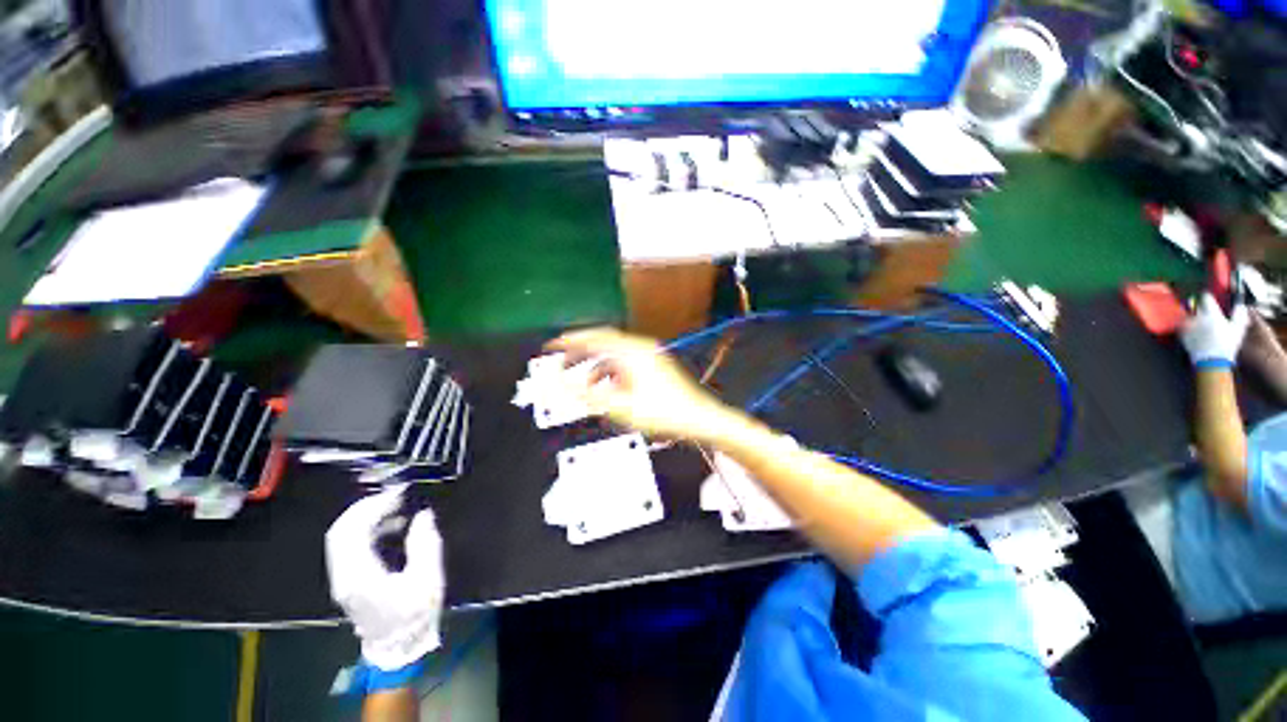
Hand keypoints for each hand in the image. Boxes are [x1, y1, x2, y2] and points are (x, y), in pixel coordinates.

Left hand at [326, 486, 444, 670]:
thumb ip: (425, 543)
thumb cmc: (415, 614)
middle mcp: (343, 575)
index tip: (398, 493)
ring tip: (395, 507)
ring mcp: (343, 578)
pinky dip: (366, 529)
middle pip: (340, 531)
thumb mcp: (428, 579)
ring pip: (342, 538)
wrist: (399, 648)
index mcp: (360, 575)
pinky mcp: (349, 580)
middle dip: (366, 507)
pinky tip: (390, 526)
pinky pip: (349, 546)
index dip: (373, 506)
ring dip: (365, 517)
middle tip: (394, 495)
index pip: (352, 530)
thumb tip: (423, 516)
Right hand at [546, 327, 734, 441]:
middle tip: (561, 362)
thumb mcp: (620, 407)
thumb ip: (587, 394)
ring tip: (582, 383)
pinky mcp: (655, 364)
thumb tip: (559, 383)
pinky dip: (612, 372)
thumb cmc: (662, 413)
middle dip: (580, 352)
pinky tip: (607, 389)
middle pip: (603, 342)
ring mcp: (650, 354)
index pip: (594, 338)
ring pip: (615, 354)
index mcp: (632, 352)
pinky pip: (626, 363)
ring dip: (596, 365)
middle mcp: (641, 347)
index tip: (550, 345)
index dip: (570, 341)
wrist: (699, 418)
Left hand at [1181, 293, 1249, 368]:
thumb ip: (1239, 315)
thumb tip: (1240, 305)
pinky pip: (1183, 326)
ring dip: (1194, 318)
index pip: (1206, 297)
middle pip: (1197, 306)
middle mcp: (1199, 317)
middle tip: (1207, 314)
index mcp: (1212, 314)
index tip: (1209, 298)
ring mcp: (1189, 325)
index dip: (1207, 297)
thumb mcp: (1238, 329)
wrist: (1212, 360)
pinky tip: (1194, 332)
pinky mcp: (1182, 333)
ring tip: (1201, 326)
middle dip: (1201, 308)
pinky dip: (1187, 327)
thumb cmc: (1227, 345)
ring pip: (1190, 316)